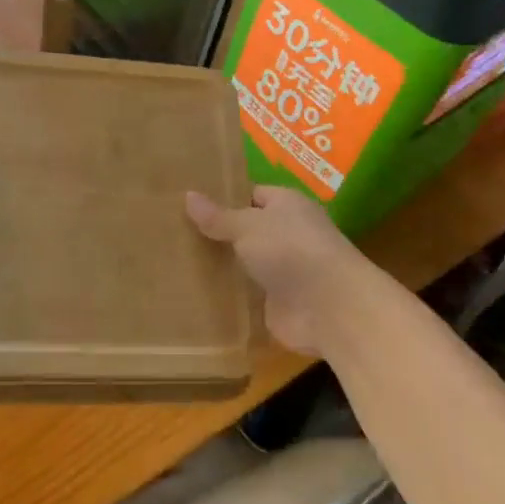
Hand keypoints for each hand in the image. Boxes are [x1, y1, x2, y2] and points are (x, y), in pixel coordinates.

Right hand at [185, 185, 375, 355]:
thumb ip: (218, 216)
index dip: (224, 198)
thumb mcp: (248, 225)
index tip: (190, 204)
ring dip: (222, 266)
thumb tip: (188, 195)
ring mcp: (284, 271)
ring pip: (245, 263)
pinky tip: (194, 294)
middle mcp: (288, 234)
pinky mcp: (278, 303)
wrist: (329, 308)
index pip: (252, 195)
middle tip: (174, 232)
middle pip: (247, 230)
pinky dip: (228, 296)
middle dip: (218, 234)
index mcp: (287, 205)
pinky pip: (246, 295)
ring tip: (176, 262)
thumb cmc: (291, 250)